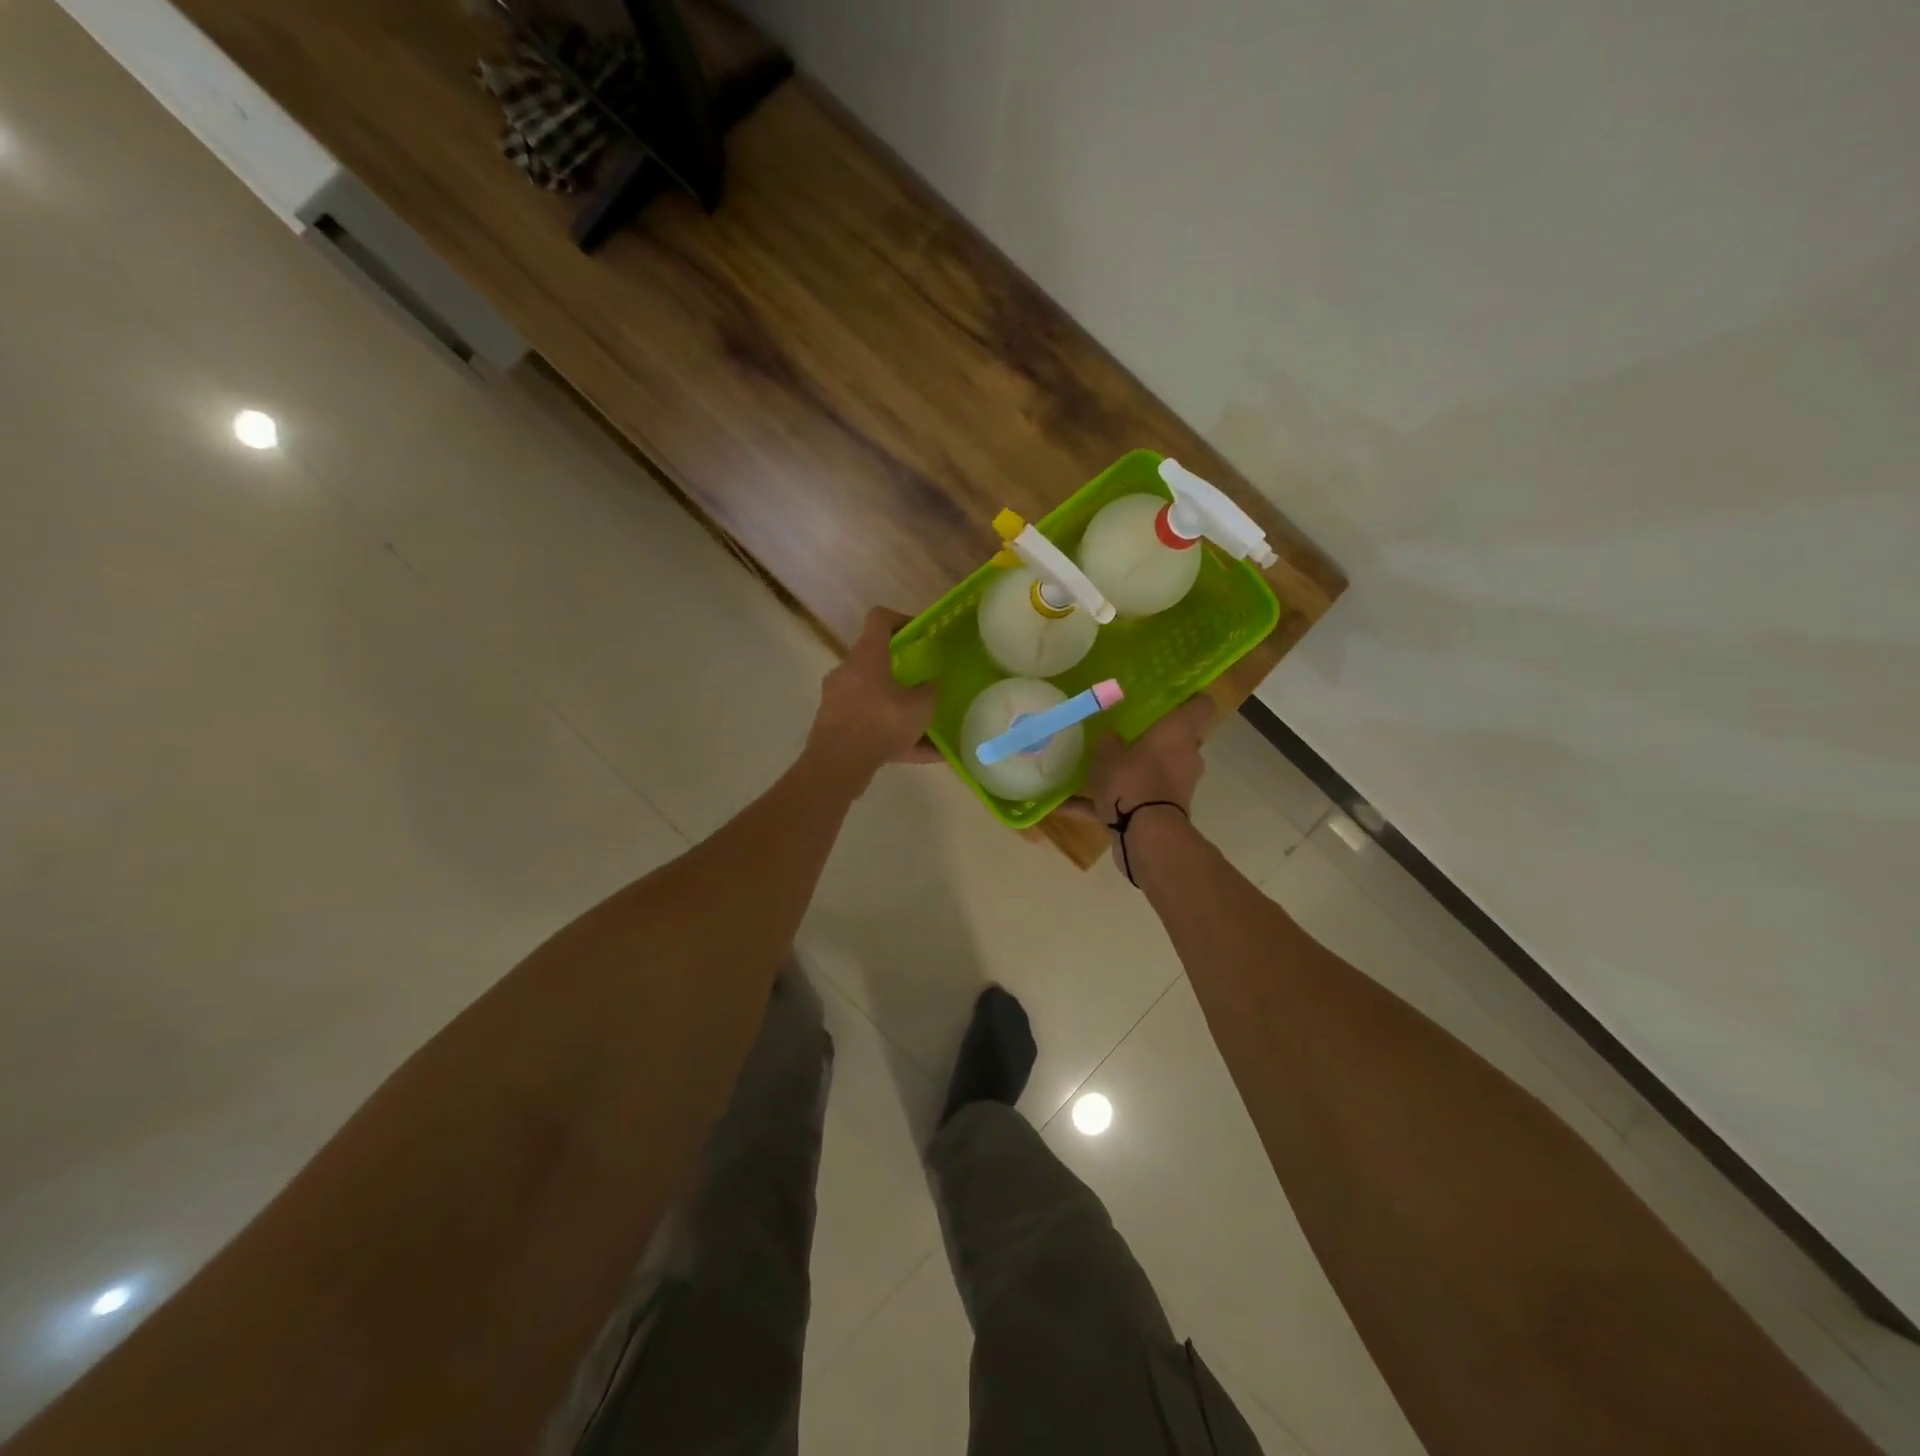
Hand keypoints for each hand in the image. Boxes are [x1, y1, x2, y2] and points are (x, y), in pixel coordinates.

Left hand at [805, 608, 939, 789]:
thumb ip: (929, 692)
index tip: (919, 632)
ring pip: (875, 699)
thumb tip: (929, 684)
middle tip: (924, 684)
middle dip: (901, 673)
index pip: (880, 619)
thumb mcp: (920, 708)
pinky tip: (924, 755)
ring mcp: (838, 699)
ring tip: (929, 729)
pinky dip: (894, 737)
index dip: (901, 619)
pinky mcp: (835, 726)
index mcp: (867, 656)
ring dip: (900, 711)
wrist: (837, 764)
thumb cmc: (881, 723)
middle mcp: (848, 672)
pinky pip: (871, 726)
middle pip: (876, 662)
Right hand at [1075, 693, 1215, 826]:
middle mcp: (1184, 758)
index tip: (1168, 696)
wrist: (1145, 835)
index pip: (1200, 706)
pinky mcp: (1161, 813)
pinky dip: (1104, 804)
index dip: (1188, 698)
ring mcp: (1176, 788)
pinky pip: (1131, 802)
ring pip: (1153, 772)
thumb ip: (1108, 741)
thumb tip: (1110, 736)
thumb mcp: (1108, 753)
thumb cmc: (1133, 781)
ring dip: (1131, 772)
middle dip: (1153, 739)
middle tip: (1124, 731)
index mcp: (1179, 733)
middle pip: (1175, 740)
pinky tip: (1068, 805)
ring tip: (1095, 770)